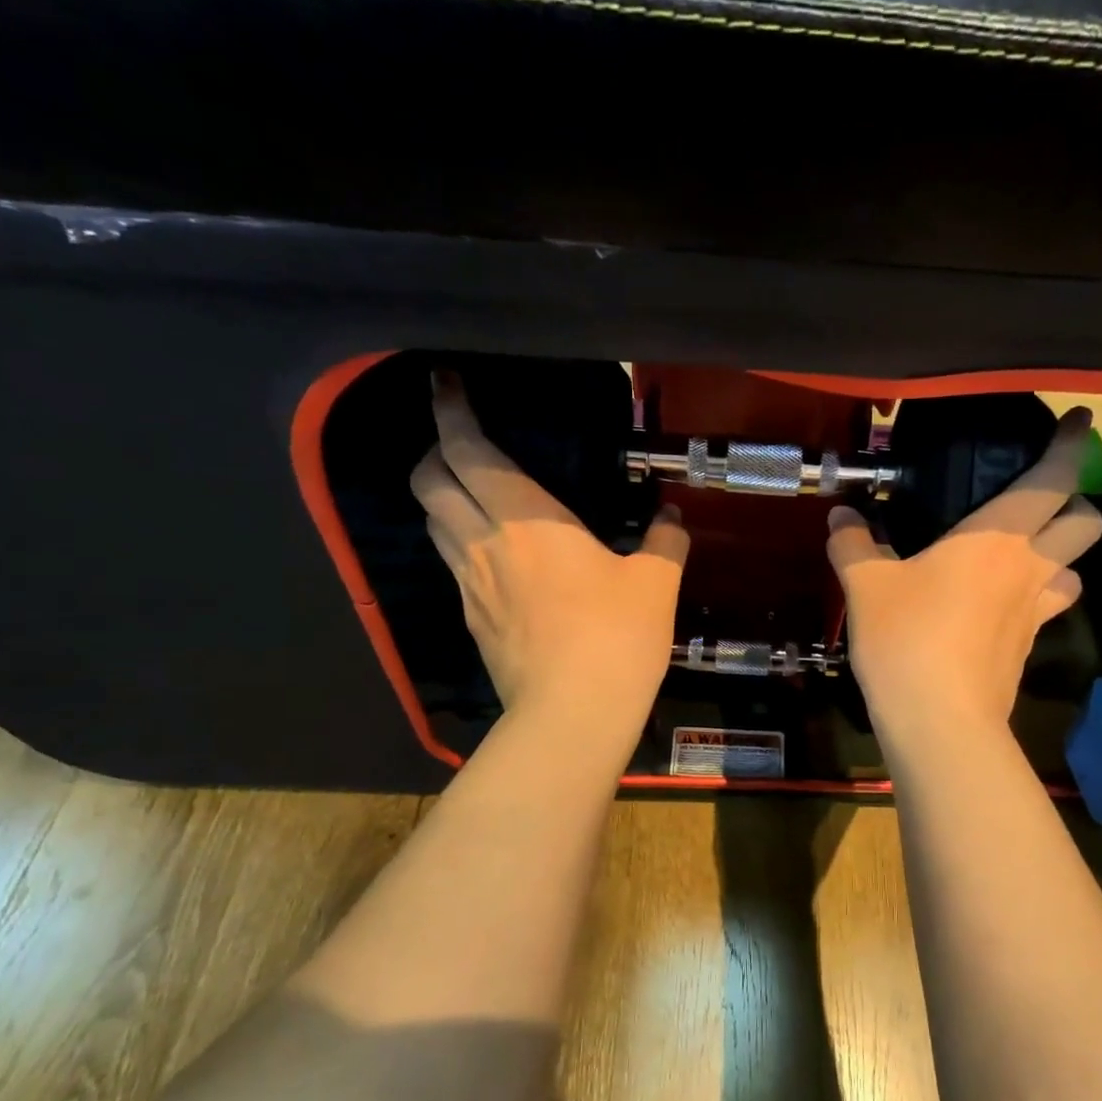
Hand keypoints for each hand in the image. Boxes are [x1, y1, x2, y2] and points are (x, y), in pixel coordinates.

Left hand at [410, 372, 688, 731]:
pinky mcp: (472, 622)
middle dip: (434, 452)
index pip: (469, 450)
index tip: (445, 385)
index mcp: (527, 519)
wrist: (572, 715)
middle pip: (429, 481)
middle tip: (461, 445)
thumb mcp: (655, 585)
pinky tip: (493, 559)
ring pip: (433, 524)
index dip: (451, 412)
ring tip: (471, 496)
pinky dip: (460, 545)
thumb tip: (672, 520)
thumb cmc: (616, 638)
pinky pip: (453, 567)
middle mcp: (484, 543)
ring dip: (442, 499)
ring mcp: (469, 586)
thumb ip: (665, 543)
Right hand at [827, 407, 1101, 736]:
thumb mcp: (866, 586)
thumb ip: (853, 544)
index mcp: (998, 537)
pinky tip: (999, 605)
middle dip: (1077, 502)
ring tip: (1024, 557)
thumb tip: (841, 515)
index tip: (1078, 421)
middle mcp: (1030, 568)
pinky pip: (1047, 609)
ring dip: (1061, 555)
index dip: (1070, 445)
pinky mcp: (1027, 649)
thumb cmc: (907, 639)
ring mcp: (1035, 613)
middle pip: (1086, 522)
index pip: (1053, 479)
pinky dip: (1035, 596)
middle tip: (1043, 501)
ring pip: (1075, 570)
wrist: (940, 722)